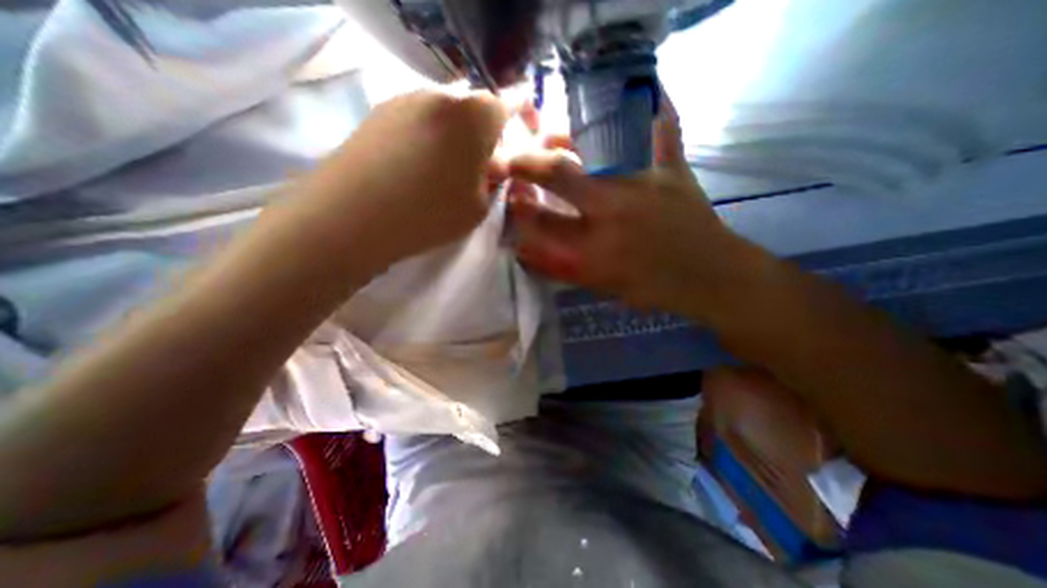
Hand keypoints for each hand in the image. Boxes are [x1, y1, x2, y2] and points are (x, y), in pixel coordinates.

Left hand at [300, 90, 512, 272]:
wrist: (353, 216)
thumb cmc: (430, 213)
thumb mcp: (479, 206)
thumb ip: (493, 180)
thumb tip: (492, 164)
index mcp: (474, 116)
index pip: (507, 103)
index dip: (520, 117)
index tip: (519, 137)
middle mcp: (440, 95)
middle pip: (474, 108)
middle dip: (485, 134)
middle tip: (480, 168)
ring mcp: (405, 99)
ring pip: (446, 113)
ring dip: (456, 137)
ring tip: (446, 173)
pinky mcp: (379, 112)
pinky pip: (419, 119)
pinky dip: (429, 138)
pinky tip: (417, 168)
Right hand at [508, 95, 743, 315]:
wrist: (711, 277)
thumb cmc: (653, 288)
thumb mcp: (602, 286)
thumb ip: (561, 268)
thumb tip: (523, 250)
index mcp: (596, 246)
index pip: (542, 221)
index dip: (518, 207)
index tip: (507, 197)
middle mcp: (613, 208)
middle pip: (560, 173)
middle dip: (527, 163)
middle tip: (511, 157)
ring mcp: (645, 181)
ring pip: (596, 143)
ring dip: (566, 134)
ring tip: (551, 133)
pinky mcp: (673, 168)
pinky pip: (662, 128)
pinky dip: (653, 105)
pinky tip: (639, 90)